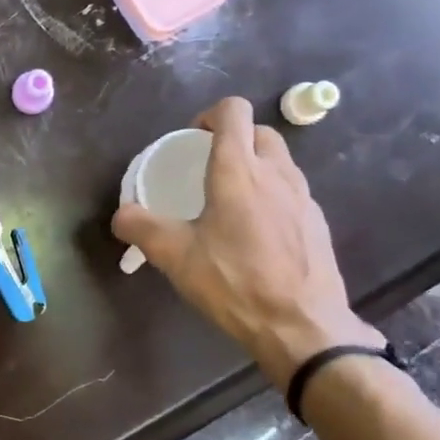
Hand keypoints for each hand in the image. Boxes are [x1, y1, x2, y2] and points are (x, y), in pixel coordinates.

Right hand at [112, 96, 381, 389]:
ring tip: (231, 201)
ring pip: (280, 161)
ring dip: (256, 166)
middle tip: (208, 168)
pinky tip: (256, 232)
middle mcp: (276, 173)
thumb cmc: (234, 282)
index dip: (210, 116)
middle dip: (234, 138)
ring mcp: (303, 197)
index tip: (192, 141)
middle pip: (260, 131)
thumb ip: (141, 228)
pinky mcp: (317, 223)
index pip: (234, 111)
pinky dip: (273, 195)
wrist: (302, 327)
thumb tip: (121, 215)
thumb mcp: (175, 256)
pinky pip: (292, 191)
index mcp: (238, 171)